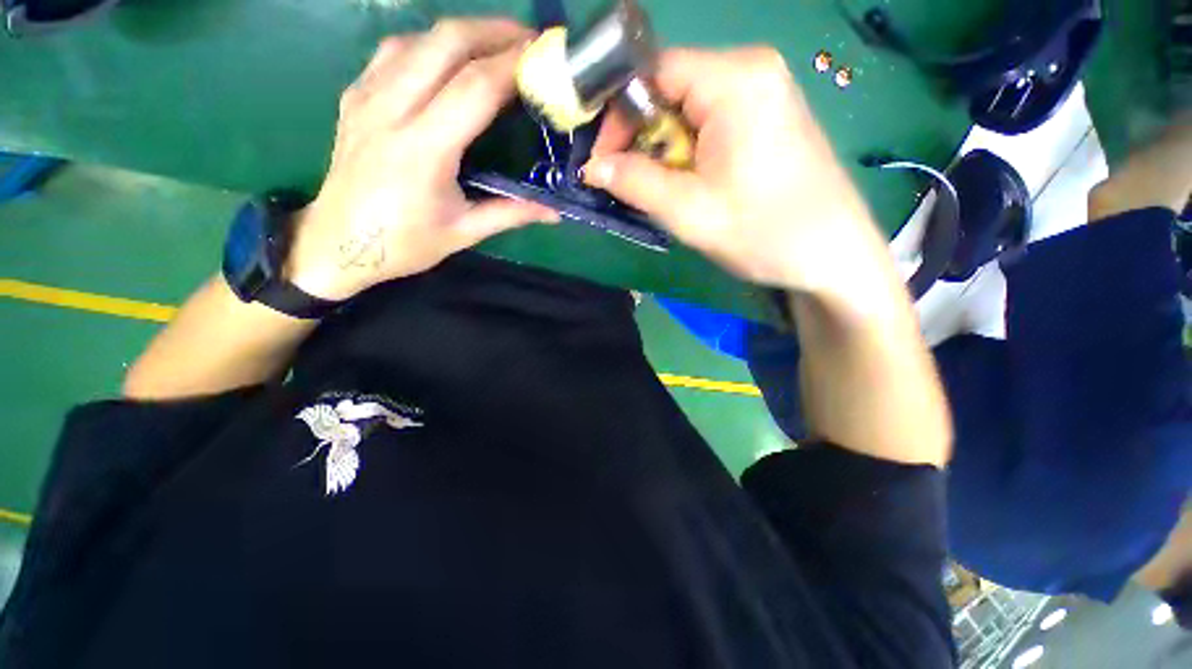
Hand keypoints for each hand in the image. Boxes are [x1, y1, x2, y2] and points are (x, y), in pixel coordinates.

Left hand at [287, 19, 557, 300]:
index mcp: (423, 149)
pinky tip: (448, 60)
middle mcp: (392, 110)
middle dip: (493, 31)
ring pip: (418, 39)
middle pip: (445, 42)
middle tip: (529, 41)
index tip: (544, 56)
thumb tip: (554, 212)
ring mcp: (367, 97)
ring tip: (495, 46)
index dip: (513, 64)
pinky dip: (430, 45)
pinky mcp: (355, 96)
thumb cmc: (404, 243)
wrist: (337, 242)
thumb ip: (511, 214)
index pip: (475, 87)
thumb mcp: (464, 232)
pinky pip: (394, 52)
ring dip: (463, 33)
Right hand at [585, 47, 880, 293]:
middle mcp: (750, 70)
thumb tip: (592, 168)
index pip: (653, 72)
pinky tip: (689, 186)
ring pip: (687, 111)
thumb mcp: (688, 211)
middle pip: (670, 90)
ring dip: (664, 152)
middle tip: (631, 184)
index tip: (603, 161)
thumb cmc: (763, 232)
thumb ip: (634, 182)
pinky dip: (687, 154)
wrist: (831, 256)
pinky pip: (709, 124)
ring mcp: (763, 93)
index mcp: (735, 79)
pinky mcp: (766, 118)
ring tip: (663, 192)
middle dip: (642, 138)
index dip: (619, 115)